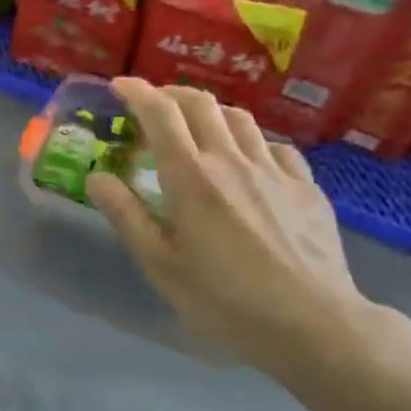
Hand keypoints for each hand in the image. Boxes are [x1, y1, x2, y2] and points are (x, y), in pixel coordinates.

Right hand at [85, 78, 372, 379]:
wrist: (313, 325)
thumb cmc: (224, 299)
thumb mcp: (160, 264)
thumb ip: (126, 215)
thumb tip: (97, 176)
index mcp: (191, 177)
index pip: (160, 114)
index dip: (137, 92)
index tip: (120, 85)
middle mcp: (231, 160)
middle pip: (201, 104)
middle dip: (171, 93)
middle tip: (154, 104)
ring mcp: (274, 170)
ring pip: (240, 118)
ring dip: (211, 112)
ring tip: (198, 126)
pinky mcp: (305, 187)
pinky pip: (275, 146)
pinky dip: (251, 141)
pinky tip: (249, 160)